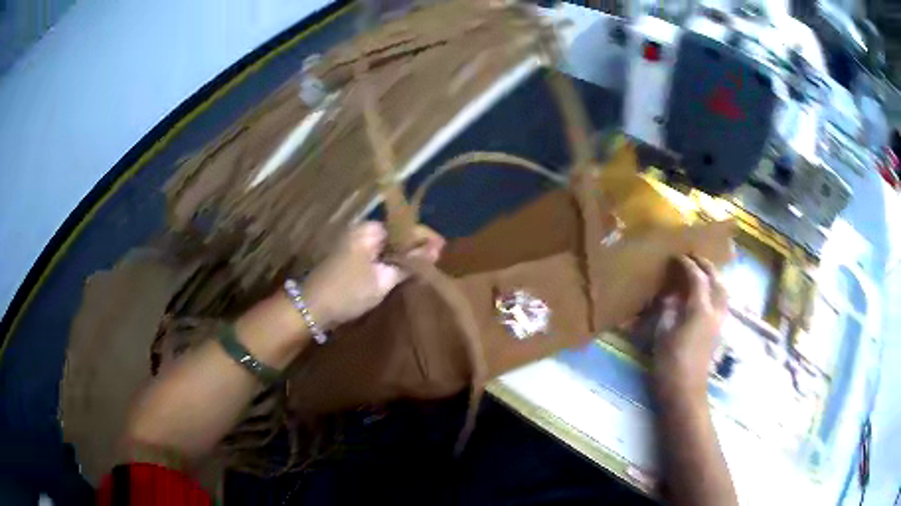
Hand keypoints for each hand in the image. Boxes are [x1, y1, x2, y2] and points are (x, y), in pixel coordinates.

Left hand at [303, 221, 444, 328]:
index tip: (442, 249)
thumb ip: (408, 264)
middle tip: (434, 260)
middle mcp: (360, 231)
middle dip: (414, 246)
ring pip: (386, 246)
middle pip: (395, 234)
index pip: (404, 227)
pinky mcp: (349, 259)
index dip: (424, 237)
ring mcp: (353, 245)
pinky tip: (401, 272)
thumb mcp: (382, 280)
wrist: (311, 307)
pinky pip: (376, 255)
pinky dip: (389, 262)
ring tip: (422, 266)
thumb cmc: (348, 291)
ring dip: (403, 255)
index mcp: (368, 230)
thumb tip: (433, 251)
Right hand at [652, 256, 727, 402]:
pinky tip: (706, 296)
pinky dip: (716, 291)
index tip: (677, 257)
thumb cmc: (670, 364)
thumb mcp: (662, 334)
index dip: (688, 265)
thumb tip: (670, 296)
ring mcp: (720, 322)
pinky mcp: (719, 332)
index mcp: (700, 310)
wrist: (686, 392)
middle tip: (693, 258)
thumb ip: (668, 310)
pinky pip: (722, 302)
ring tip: (702, 273)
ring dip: (714, 277)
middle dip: (706, 266)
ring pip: (723, 291)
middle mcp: (715, 312)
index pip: (697, 278)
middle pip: (717, 280)